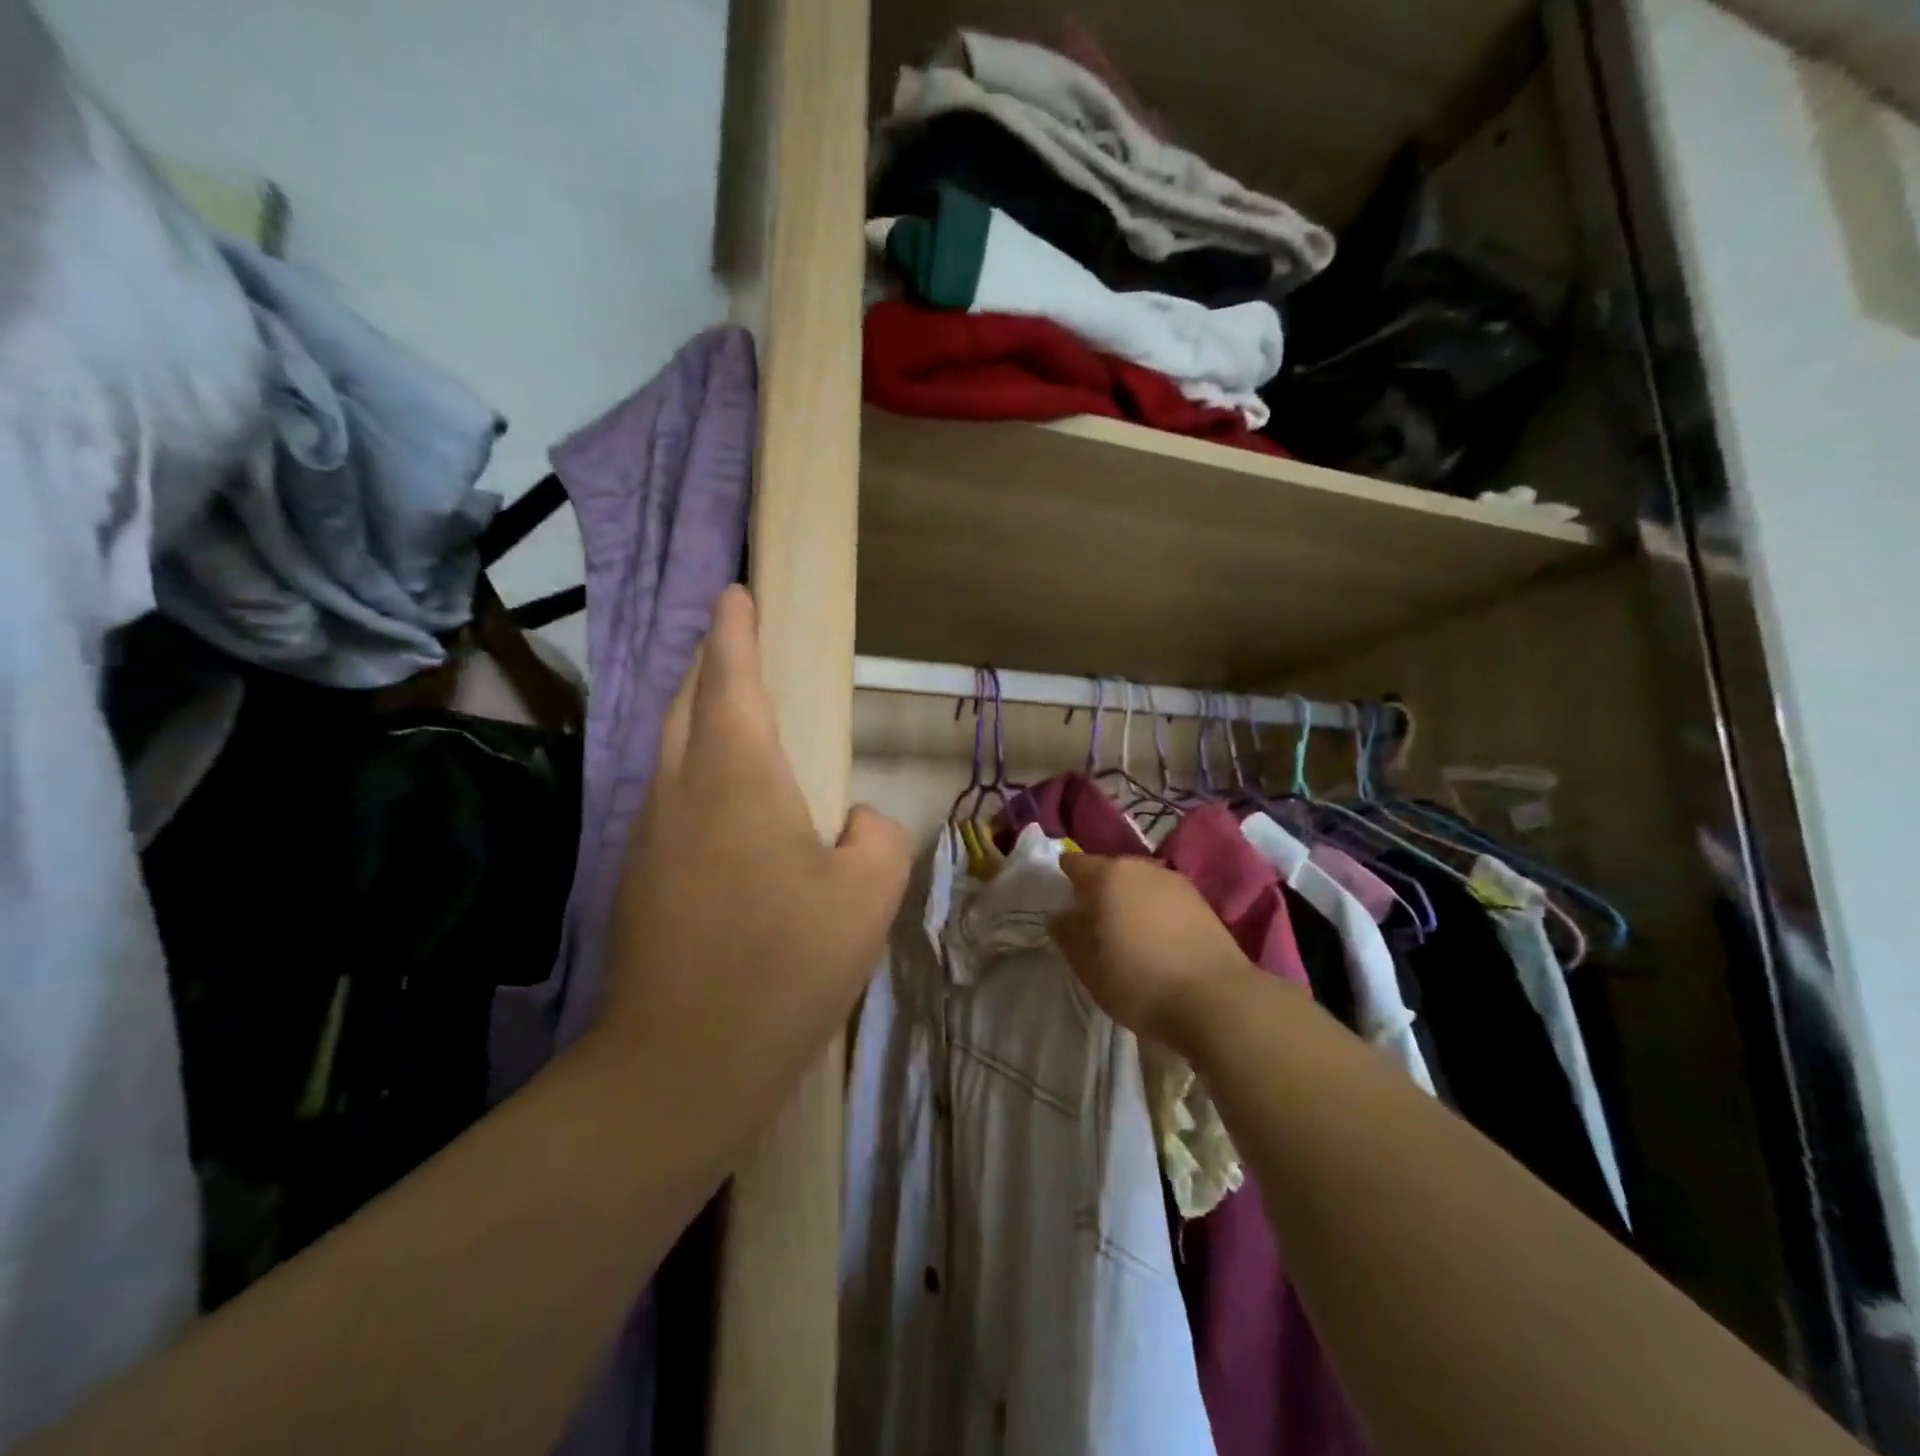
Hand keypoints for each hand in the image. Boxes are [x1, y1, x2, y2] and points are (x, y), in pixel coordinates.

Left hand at [596, 586, 910, 1131]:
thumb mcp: (868, 892)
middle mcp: (682, 789)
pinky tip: (724, 804)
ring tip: (734, 716)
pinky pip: (669, 797)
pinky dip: (694, 771)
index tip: (735, 591)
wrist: (684, 1061)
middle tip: (736, 645)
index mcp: (737, 776)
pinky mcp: (639, 877)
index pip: (732, 677)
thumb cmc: (785, 963)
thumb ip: (876, 834)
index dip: (734, 630)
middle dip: (711, 664)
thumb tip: (853, 822)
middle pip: (688, 703)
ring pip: (671, 749)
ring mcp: (649, 834)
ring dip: (699, 718)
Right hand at [1049, 853, 1255, 1049]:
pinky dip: (1154, 914)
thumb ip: (1066, 933)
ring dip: (1128, 903)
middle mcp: (1142, 867)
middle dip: (1097, 892)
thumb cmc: (1138, 979)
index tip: (1060, 906)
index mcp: (1108, 874)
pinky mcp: (1203, 904)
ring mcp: (1176, 883)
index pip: (1074, 863)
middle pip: (1109, 872)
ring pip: (1139, 886)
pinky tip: (1156, 943)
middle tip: (1090, 926)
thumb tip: (1061, 914)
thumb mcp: (1087, 964)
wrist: (1217, 1000)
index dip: (1062, 881)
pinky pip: (1164, 901)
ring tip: (1125, 937)